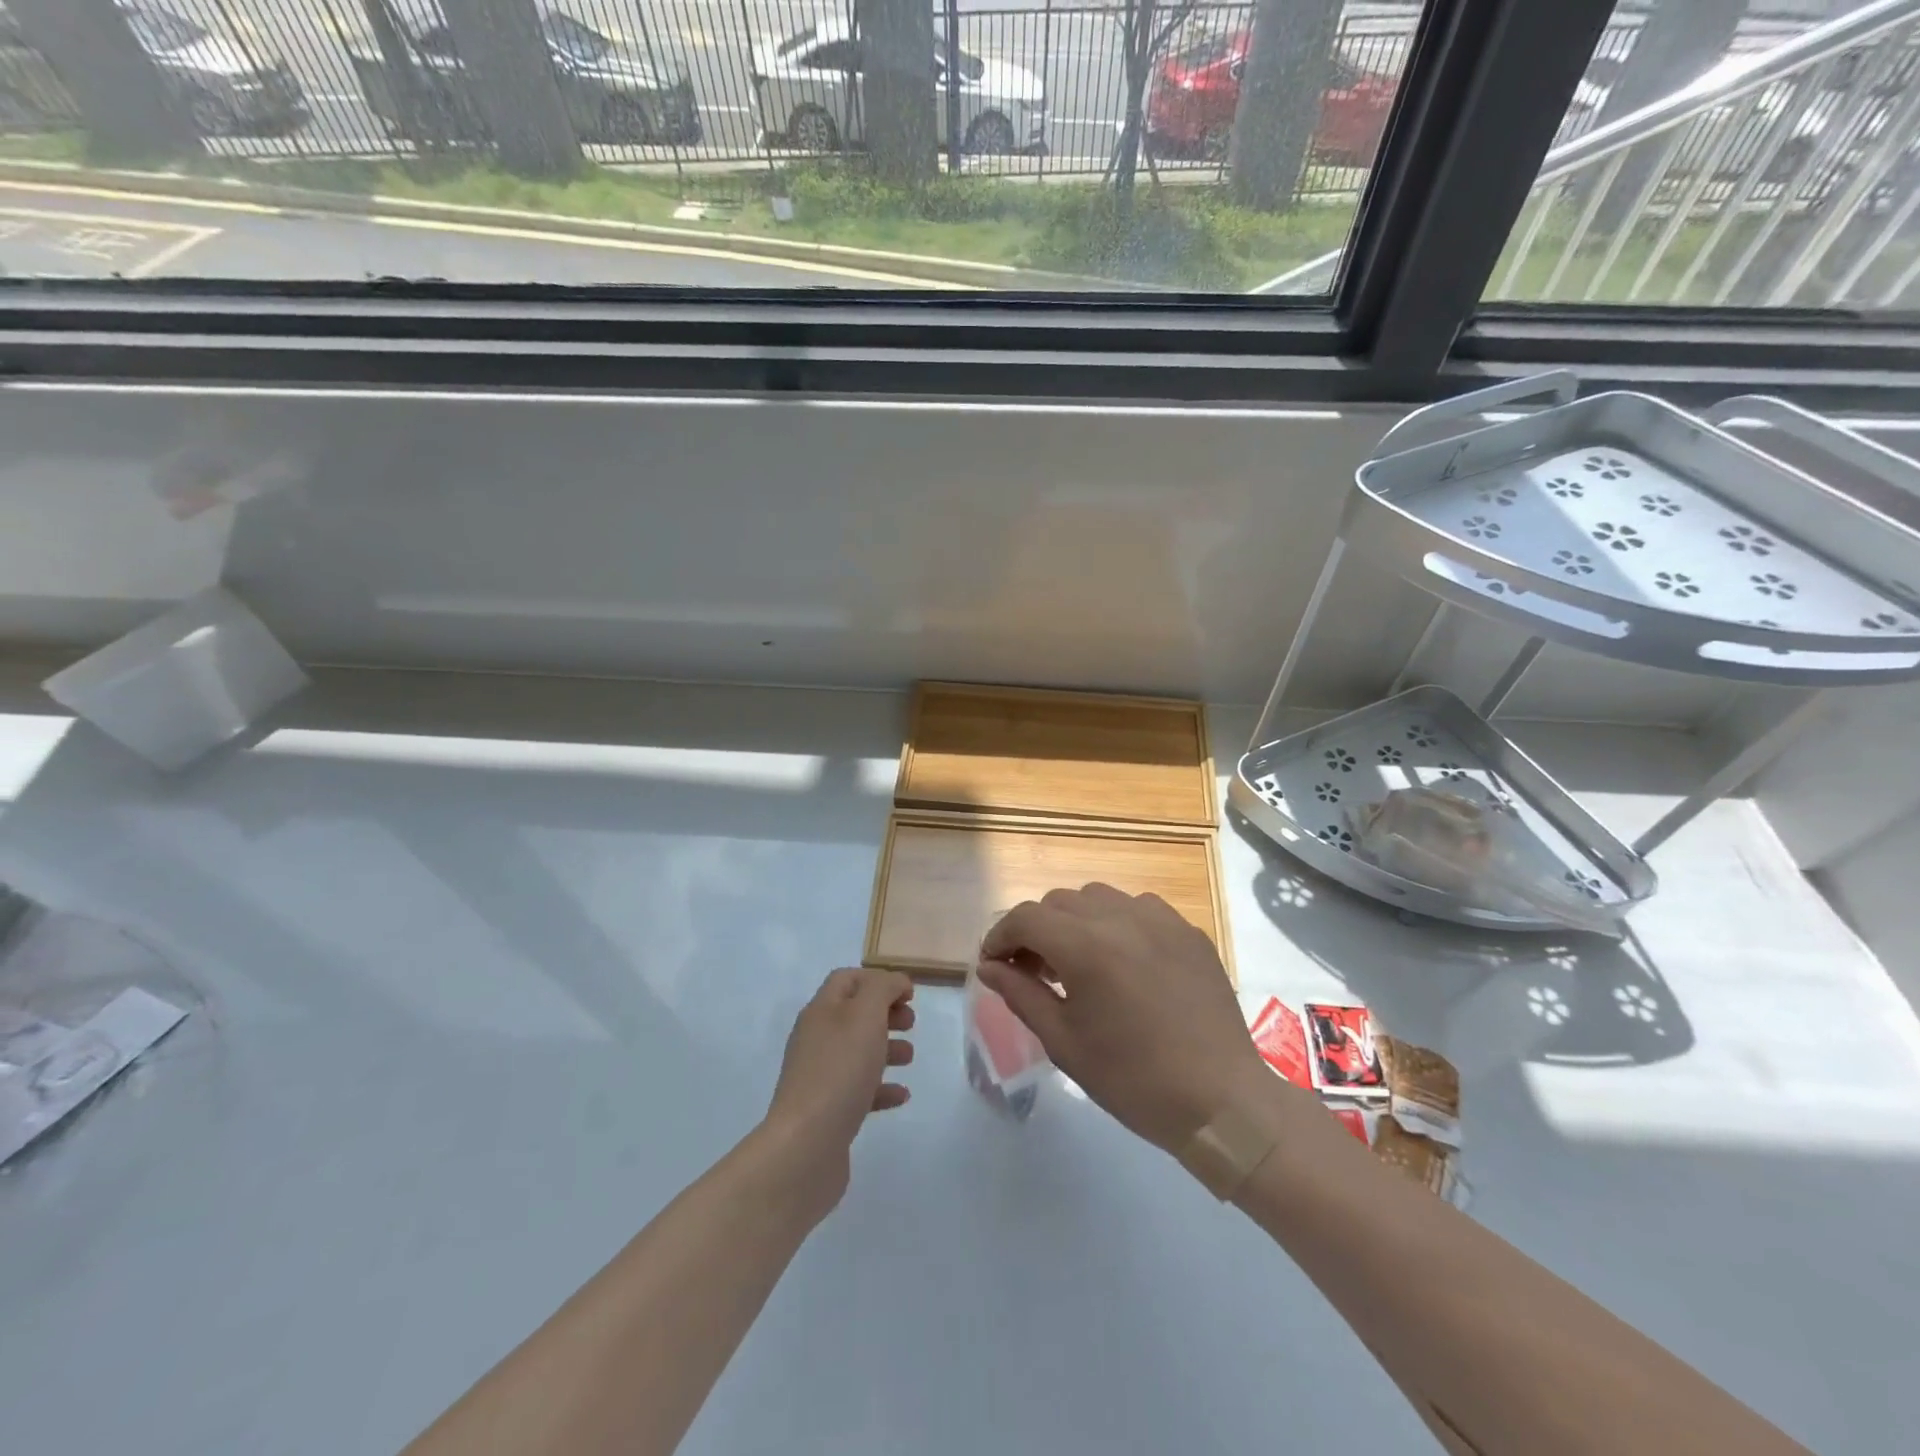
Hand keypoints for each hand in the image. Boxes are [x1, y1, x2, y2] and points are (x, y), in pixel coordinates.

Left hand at [763, 968, 914, 1211]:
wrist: (806, 1146)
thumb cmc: (840, 1070)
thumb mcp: (865, 1015)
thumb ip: (882, 989)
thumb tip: (894, 982)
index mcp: (821, 1010)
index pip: (847, 979)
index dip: (879, 980)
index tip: (910, 994)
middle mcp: (816, 1038)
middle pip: (854, 1014)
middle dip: (885, 1013)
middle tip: (911, 1024)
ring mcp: (820, 1076)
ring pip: (857, 1051)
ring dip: (887, 1048)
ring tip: (910, 1058)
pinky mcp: (828, 1110)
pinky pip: (858, 1090)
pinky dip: (882, 1087)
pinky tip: (901, 1095)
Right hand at [978, 885, 1271, 1154]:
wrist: (1222, 1102)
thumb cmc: (1134, 1080)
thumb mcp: (1065, 1043)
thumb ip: (1021, 994)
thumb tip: (989, 966)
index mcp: (1086, 947)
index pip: (1026, 918)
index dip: (1000, 936)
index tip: (994, 963)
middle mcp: (1121, 917)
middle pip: (1059, 902)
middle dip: (1036, 929)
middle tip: (1033, 970)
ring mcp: (1161, 920)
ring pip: (1098, 897)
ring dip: (1075, 920)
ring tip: (1078, 961)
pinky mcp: (1188, 931)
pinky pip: (1139, 908)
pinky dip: (1117, 922)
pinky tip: (1123, 959)